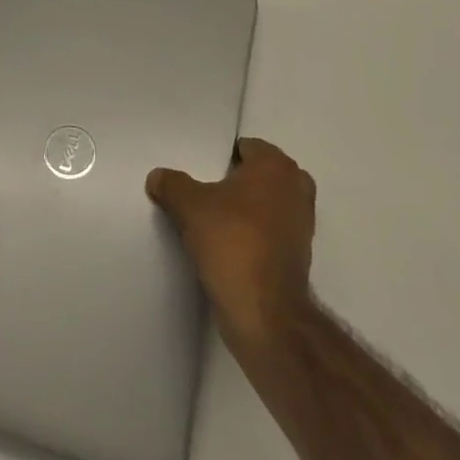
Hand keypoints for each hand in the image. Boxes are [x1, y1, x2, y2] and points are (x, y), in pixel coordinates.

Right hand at [147, 137, 315, 355]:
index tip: (200, 173)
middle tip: (205, 195)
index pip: (247, 147)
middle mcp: (296, 187)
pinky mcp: (299, 255)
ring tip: (214, 222)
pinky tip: (228, 247)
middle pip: (259, 175)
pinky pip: (271, 232)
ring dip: (246, 211)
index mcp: (276, 166)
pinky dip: (254, 235)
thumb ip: (171, 185)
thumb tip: (157, 176)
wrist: (265, 311)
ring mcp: (303, 223)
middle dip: (236, 183)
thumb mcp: (188, 206)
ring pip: (267, 204)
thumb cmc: (231, 242)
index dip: (221, 158)